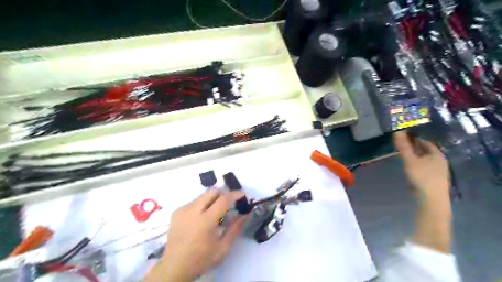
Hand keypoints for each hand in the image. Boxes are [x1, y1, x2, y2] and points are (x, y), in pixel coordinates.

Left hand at [145, 189, 247, 281]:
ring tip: (215, 213)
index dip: (235, 195)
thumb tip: (246, 214)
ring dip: (213, 199)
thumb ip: (235, 228)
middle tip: (229, 203)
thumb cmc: (201, 259)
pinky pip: (194, 201)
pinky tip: (202, 218)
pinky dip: (202, 205)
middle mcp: (193, 211)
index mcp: (205, 221)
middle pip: (212, 191)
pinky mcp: (177, 211)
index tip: (243, 195)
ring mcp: (183, 210)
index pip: (223, 200)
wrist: (174, 267)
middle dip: (224, 193)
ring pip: (203, 195)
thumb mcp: (223, 247)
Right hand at [392, 133, 450, 198]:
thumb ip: (403, 146)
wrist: (431, 199)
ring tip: (403, 153)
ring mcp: (437, 170)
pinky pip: (423, 166)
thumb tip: (397, 131)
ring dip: (414, 155)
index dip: (414, 137)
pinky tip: (409, 165)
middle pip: (425, 150)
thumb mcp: (410, 160)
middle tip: (401, 143)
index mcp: (437, 154)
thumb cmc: (422, 177)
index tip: (403, 135)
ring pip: (424, 158)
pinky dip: (416, 162)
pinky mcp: (433, 178)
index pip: (425, 141)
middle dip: (414, 146)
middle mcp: (439, 160)